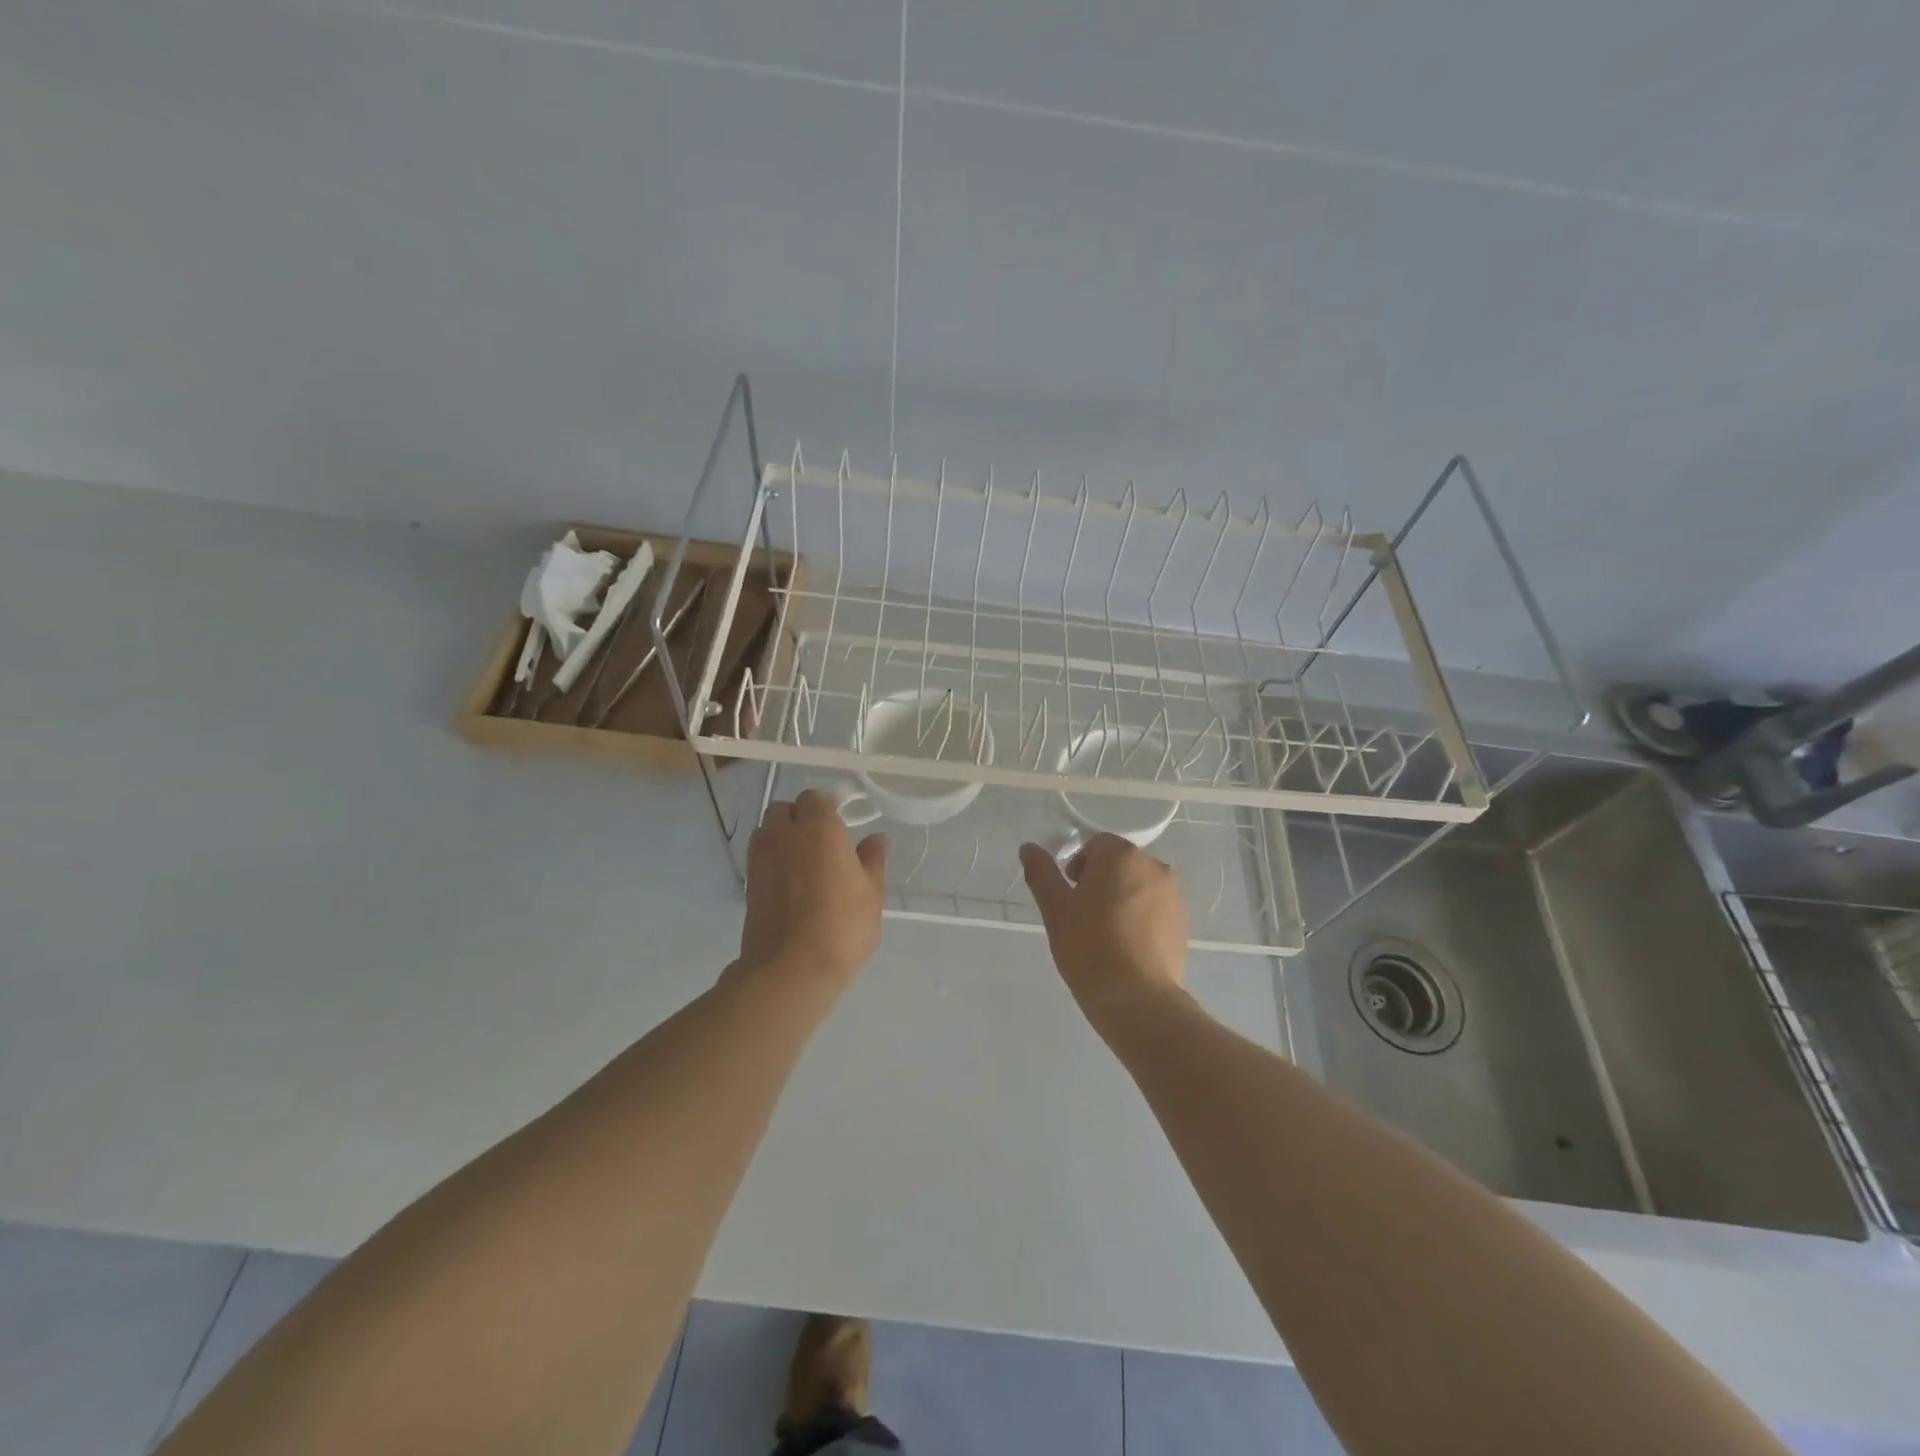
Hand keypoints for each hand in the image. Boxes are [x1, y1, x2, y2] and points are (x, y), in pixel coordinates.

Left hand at [739, 789, 888, 992]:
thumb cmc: (843, 925)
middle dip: (799, 818)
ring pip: (767, 830)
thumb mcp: (872, 893)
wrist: (792, 967)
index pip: (815, 798)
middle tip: (821, 844)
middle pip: (784, 809)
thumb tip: (876, 839)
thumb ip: (872, 860)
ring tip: (802, 862)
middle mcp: (785, 834)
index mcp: (820, 827)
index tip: (841, 830)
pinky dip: (771, 860)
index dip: (827, 810)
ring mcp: (761, 857)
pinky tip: (789, 883)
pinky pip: (759, 856)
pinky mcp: (748, 882)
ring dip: (781, 836)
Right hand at [1019, 835, 1187, 1028]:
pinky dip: (1140, 918)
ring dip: (1121, 898)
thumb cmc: (1089, 947)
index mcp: (1122, 856)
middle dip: (1100, 881)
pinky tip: (1127, 947)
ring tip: (1106, 935)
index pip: (1096, 845)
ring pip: (1138, 886)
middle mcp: (1154, 867)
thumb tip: (1029, 847)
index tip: (1070, 896)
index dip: (1078, 867)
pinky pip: (1155, 909)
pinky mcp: (1183, 923)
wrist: (1136, 999)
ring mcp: (1173, 895)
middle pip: (1120, 863)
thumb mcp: (1055, 909)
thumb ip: (1041, 873)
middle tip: (1083, 916)